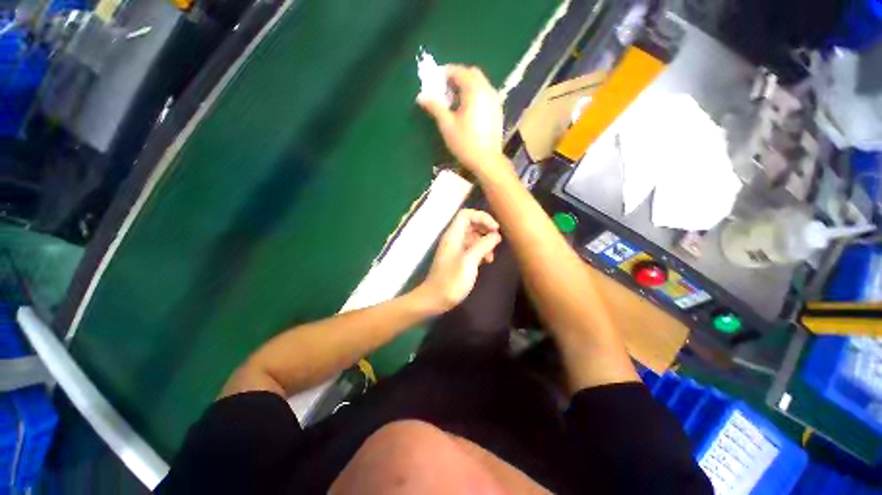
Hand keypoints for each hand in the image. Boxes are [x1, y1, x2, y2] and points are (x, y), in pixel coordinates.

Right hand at [417, 65, 507, 176]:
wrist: (487, 161)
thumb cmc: (466, 143)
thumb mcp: (447, 125)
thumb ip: (435, 107)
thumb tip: (421, 96)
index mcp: (474, 90)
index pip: (458, 71)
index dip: (445, 73)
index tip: (434, 82)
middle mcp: (487, 90)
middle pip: (471, 74)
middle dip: (457, 78)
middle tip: (444, 92)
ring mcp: (495, 100)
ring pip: (479, 84)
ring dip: (466, 87)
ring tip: (454, 103)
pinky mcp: (497, 111)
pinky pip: (485, 94)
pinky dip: (474, 96)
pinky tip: (467, 111)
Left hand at [419, 209, 501, 312]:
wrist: (436, 299)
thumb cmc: (452, 280)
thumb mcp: (470, 260)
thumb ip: (483, 245)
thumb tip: (496, 235)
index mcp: (453, 235)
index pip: (466, 214)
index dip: (482, 217)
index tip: (495, 229)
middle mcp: (453, 239)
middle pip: (470, 224)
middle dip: (485, 229)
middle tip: (497, 239)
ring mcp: (455, 249)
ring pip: (472, 237)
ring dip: (484, 242)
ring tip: (492, 255)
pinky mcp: (458, 259)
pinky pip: (471, 248)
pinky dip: (480, 251)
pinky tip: (487, 261)